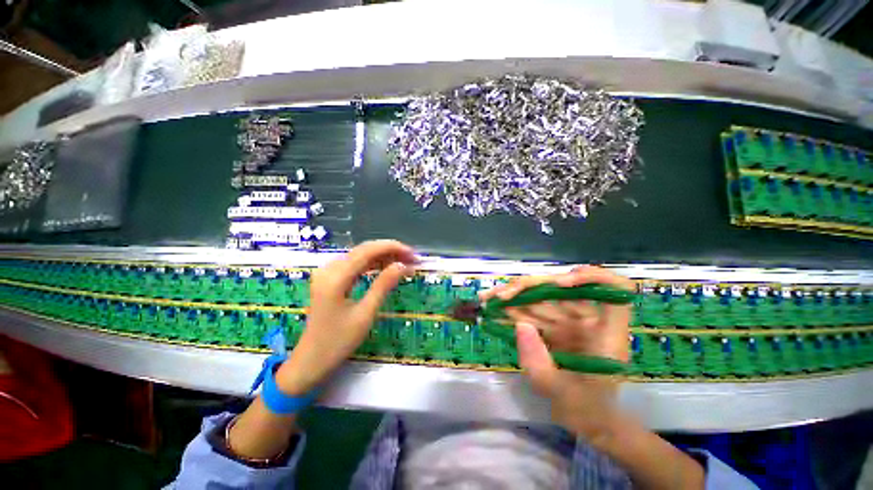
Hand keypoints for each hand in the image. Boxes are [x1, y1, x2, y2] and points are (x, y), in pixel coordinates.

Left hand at [276, 240, 415, 394]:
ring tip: (404, 262)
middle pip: (364, 249)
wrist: (311, 360)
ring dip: (383, 256)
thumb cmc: (338, 341)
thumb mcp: (365, 314)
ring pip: (360, 255)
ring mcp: (327, 273)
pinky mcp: (330, 279)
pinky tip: (386, 267)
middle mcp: (329, 269)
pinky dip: (372, 264)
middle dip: (390, 250)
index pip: (368, 251)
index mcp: (336, 277)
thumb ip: (383, 285)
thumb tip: (402, 265)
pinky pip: (354, 264)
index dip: (393, 248)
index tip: (413, 254)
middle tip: (412, 259)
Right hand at [482, 266, 634, 438]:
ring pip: (541, 298)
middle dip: (528, 287)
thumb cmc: (587, 411)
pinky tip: (495, 308)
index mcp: (606, 332)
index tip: (560, 284)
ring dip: (514, 295)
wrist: (587, 420)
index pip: (614, 289)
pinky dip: (513, 310)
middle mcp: (589, 320)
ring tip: (488, 298)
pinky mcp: (554, 327)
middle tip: (501, 295)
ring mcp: (570, 322)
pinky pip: (532, 312)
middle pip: (562, 289)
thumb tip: (519, 325)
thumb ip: (539, 362)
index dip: (590, 277)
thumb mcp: (562, 394)